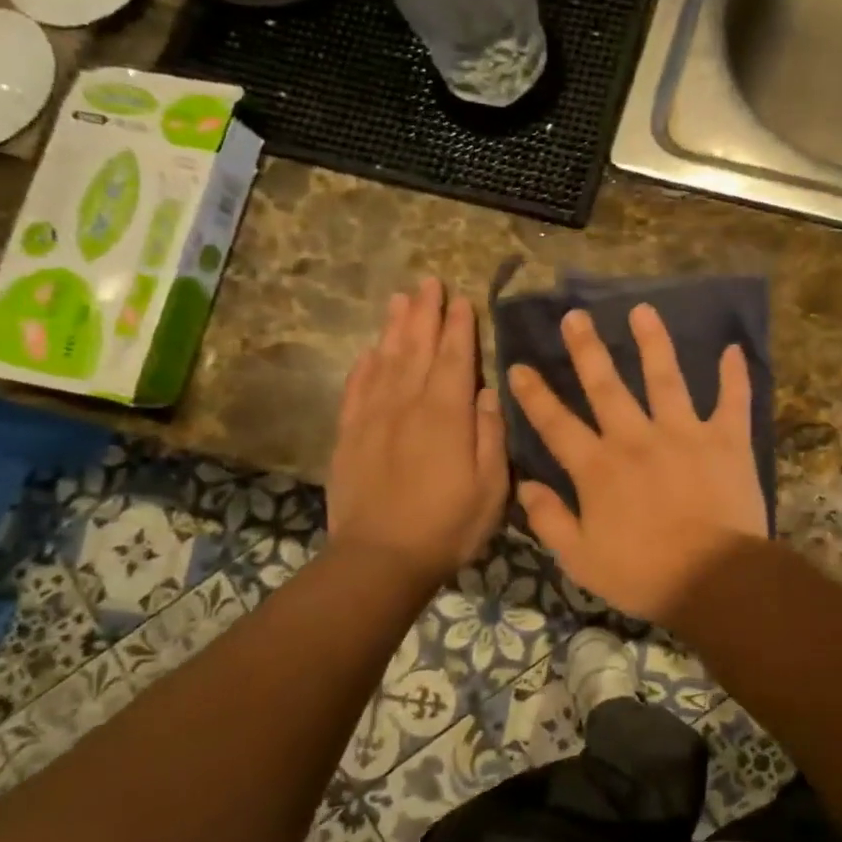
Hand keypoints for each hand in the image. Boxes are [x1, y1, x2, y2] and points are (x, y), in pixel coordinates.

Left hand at [329, 278, 507, 585]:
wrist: (380, 558)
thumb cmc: (448, 525)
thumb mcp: (492, 486)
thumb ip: (492, 435)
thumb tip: (490, 393)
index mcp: (446, 414)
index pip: (454, 358)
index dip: (459, 326)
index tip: (461, 299)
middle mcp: (408, 405)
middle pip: (416, 348)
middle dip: (425, 313)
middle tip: (428, 282)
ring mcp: (373, 418)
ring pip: (385, 360)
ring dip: (394, 327)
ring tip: (399, 299)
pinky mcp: (349, 436)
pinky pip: (356, 389)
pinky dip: (364, 365)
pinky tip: (370, 351)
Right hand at [508, 304, 766, 625]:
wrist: (714, 579)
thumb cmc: (644, 574)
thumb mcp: (581, 559)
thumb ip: (549, 519)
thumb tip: (525, 484)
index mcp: (598, 467)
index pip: (557, 424)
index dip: (535, 395)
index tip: (519, 366)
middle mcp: (636, 438)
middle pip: (606, 386)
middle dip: (587, 349)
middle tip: (575, 316)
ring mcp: (684, 433)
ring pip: (665, 377)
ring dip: (653, 342)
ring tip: (643, 311)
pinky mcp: (726, 440)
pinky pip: (732, 400)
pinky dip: (736, 376)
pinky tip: (734, 349)